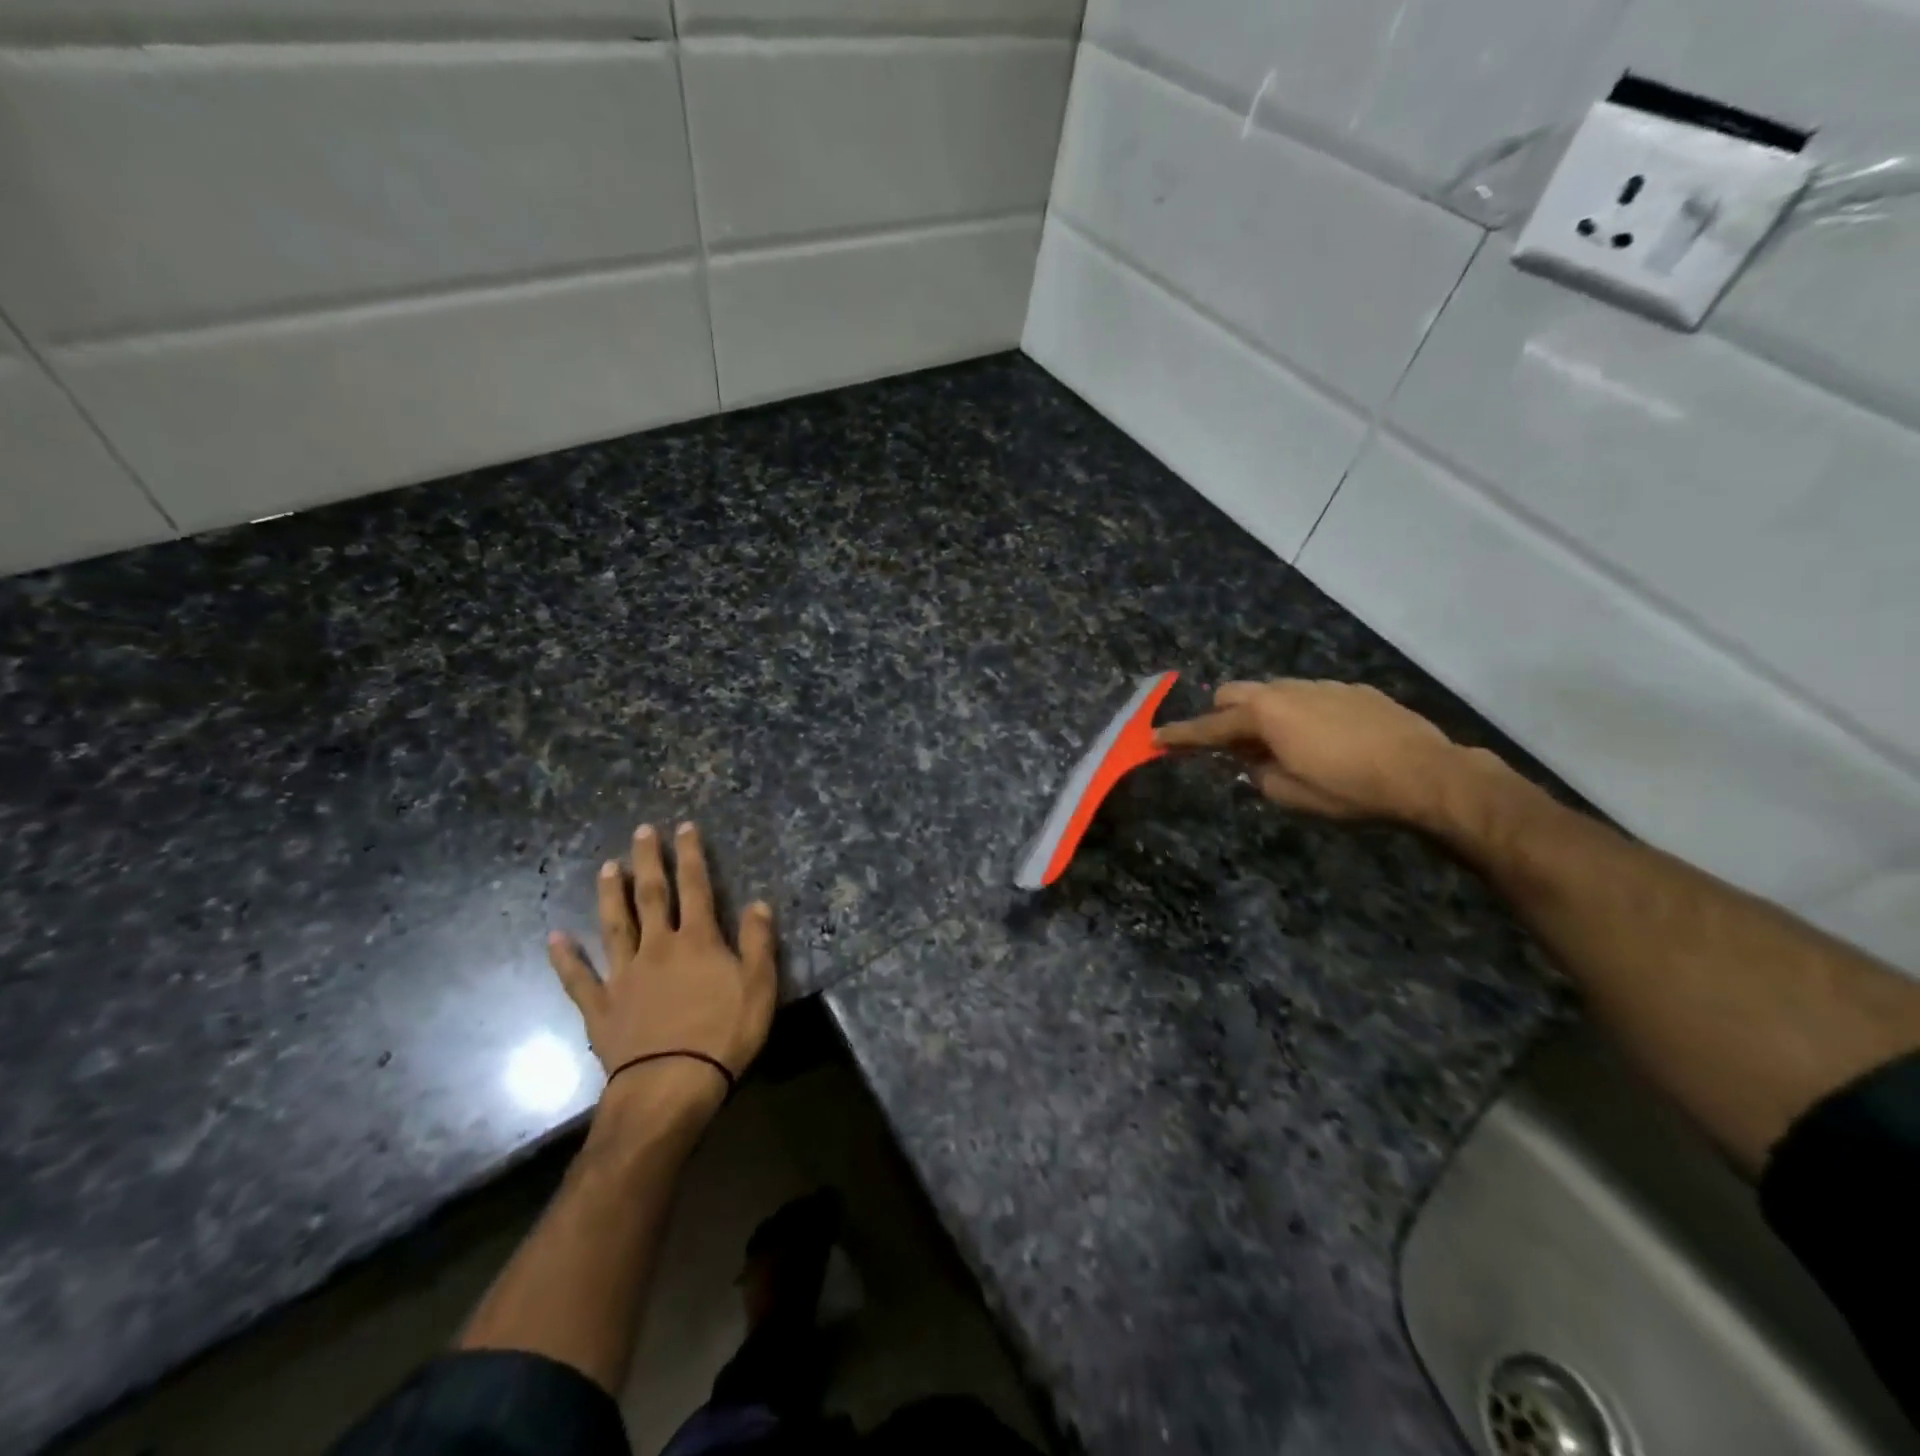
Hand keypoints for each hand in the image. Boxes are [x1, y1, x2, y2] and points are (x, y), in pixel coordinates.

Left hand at [547, 823, 777, 1113]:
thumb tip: (758, 903)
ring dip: (610, 895)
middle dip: (648, 861)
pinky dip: (566, 958)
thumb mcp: (760, 986)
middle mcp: (657, 947)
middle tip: (641, 832)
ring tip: (606, 867)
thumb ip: (757, 942)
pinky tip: (555, 938)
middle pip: (651, 896)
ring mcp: (624, 975)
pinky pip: (580, 978)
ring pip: (614, 925)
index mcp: (697, 940)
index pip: (696, 887)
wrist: (670, 1085)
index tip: (684, 827)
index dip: (691, 855)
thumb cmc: (723, 1035)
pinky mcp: (601, 1007)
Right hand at [1156, 679, 1463, 824]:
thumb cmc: (1349, 788)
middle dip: (1223, 717)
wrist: (1426, 773)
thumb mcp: (1290, 794)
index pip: (1209, 727)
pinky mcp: (1353, 689)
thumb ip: (1258, 773)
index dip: (1180, 736)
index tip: (1155, 738)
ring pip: (1273, 692)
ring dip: (1264, 715)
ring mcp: (1322, 685)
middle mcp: (1287, 690)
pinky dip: (1301, 715)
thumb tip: (1255, 761)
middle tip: (1236, 750)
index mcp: (1264, 714)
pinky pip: (1310, 697)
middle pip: (1234, 694)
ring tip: (1286, 748)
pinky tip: (1327, 741)